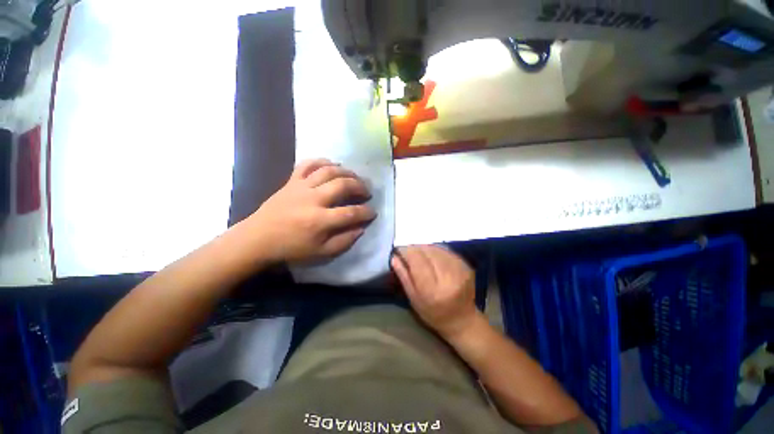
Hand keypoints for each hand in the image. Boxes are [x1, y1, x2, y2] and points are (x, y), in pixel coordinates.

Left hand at [247, 159, 376, 263]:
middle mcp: (313, 199)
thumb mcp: (321, 253)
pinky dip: (322, 161)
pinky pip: (307, 164)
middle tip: (366, 191)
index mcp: (320, 220)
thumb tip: (361, 228)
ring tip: (354, 177)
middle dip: (360, 186)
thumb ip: (344, 241)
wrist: (258, 238)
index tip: (373, 212)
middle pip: (343, 185)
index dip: (366, 212)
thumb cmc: (291, 248)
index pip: (351, 212)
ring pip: (329, 171)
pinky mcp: (291, 181)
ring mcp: (301, 187)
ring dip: (346, 172)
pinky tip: (332, 165)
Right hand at [391, 245, 479, 337]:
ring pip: (436, 248)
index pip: (416, 260)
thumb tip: (394, 257)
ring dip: (425, 249)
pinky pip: (446, 251)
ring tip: (421, 255)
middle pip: (427, 251)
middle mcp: (447, 277)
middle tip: (409, 253)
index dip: (406, 251)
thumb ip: (404, 276)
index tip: (399, 251)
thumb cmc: (433, 313)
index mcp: (432, 290)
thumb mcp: (413, 299)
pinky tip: (433, 257)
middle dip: (415, 249)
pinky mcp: (466, 266)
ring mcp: (459, 270)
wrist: (462, 320)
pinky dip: (436, 251)